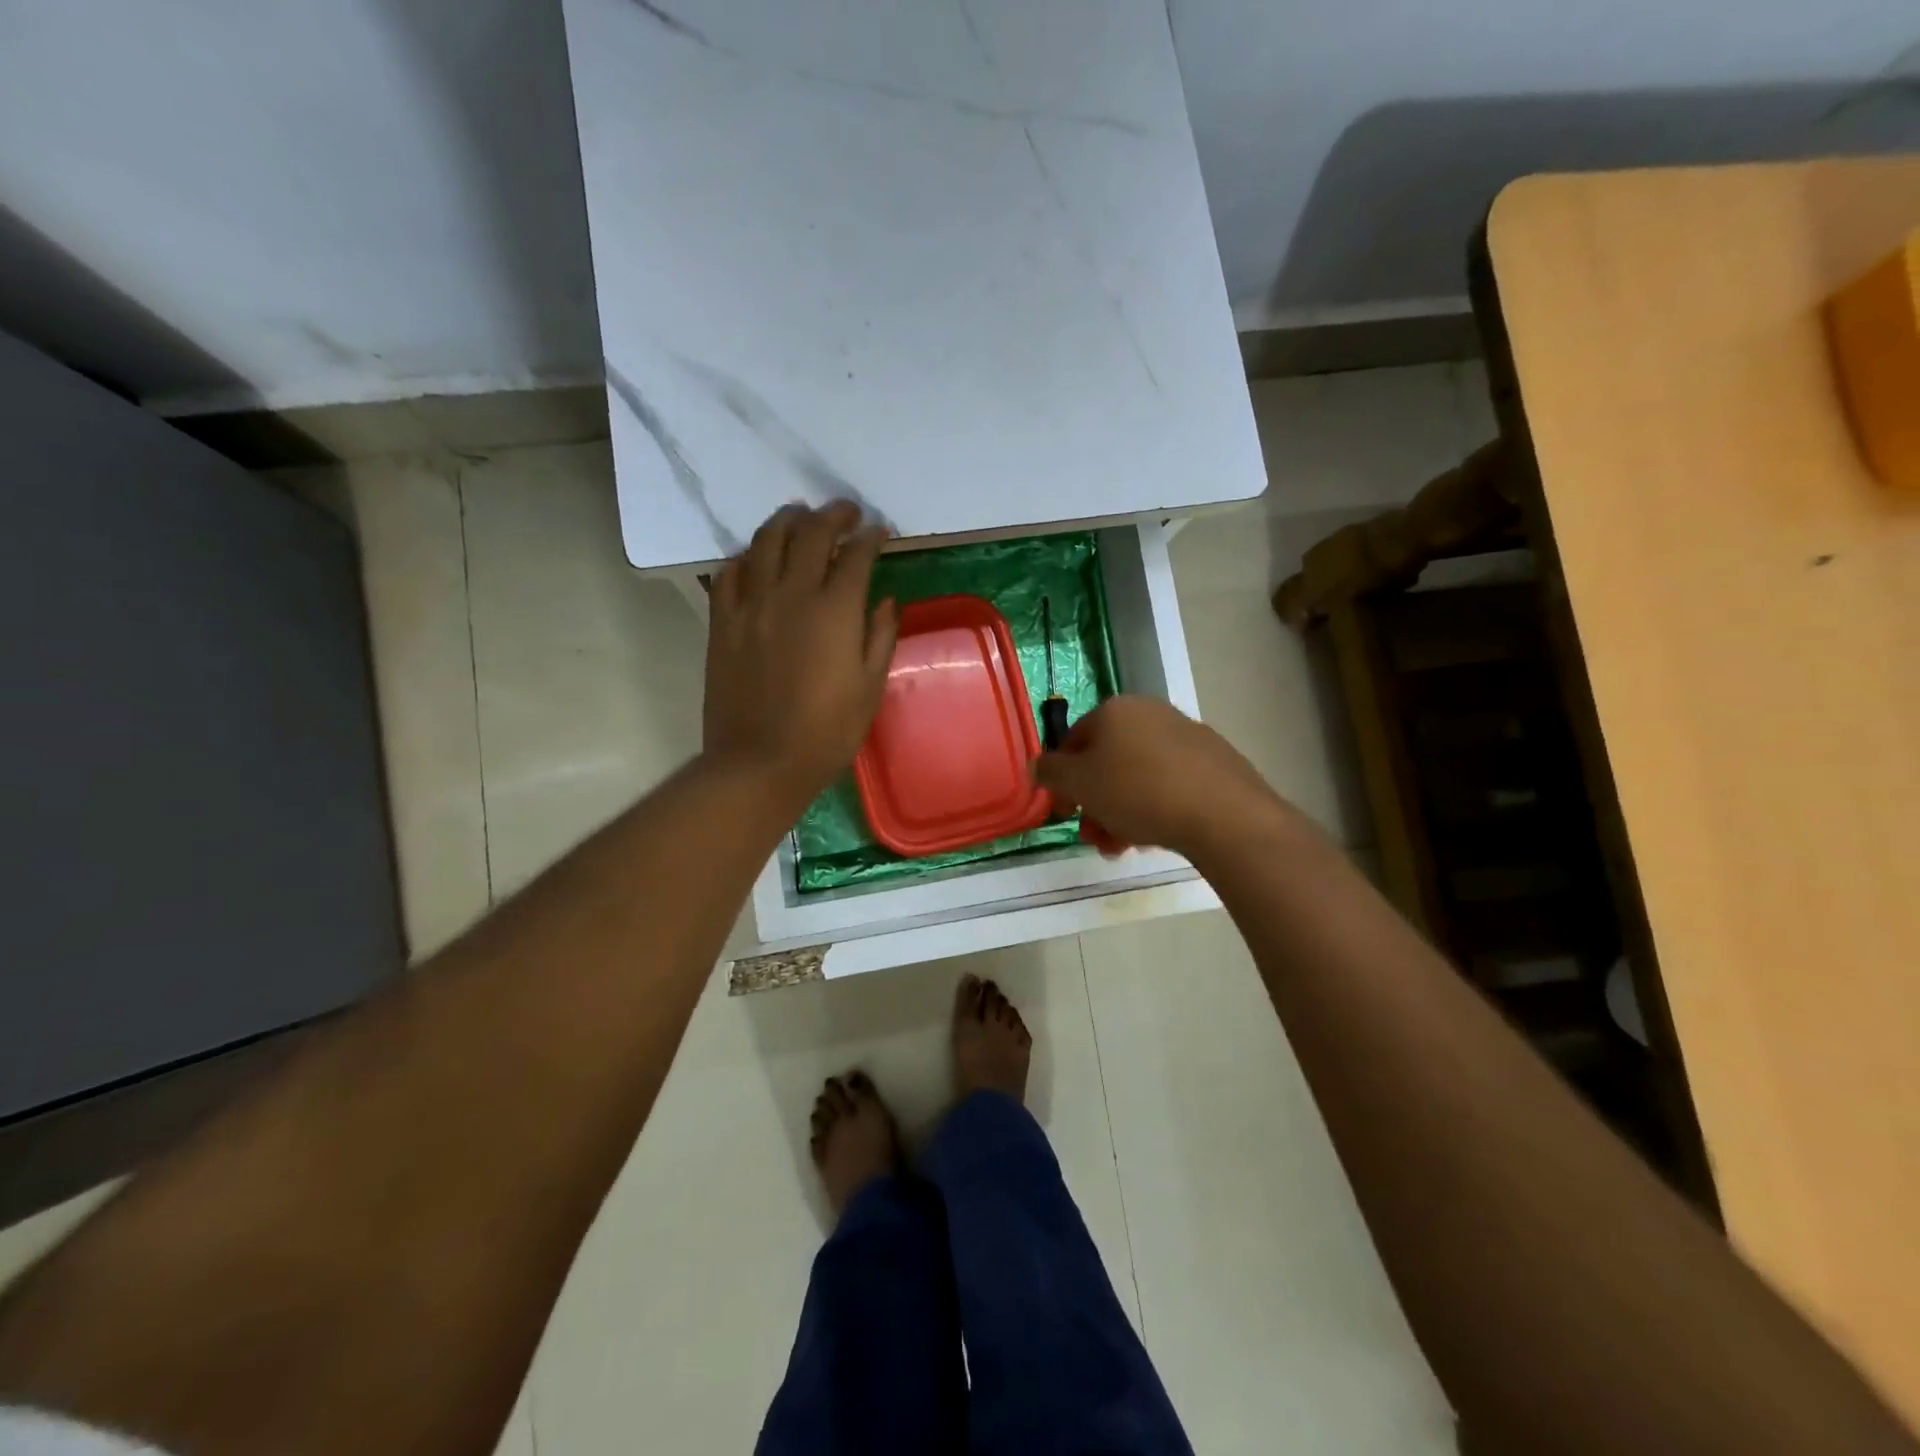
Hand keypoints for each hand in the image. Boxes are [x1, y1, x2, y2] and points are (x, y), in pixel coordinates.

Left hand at [703, 502, 897, 807]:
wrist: (760, 761)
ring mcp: (751, 604)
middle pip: (811, 534)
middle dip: (833, 515)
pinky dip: (747, 556)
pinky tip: (757, 558)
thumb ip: (880, 636)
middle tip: (845, 512)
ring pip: (766, 541)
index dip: (870, 536)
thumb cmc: (827, 732)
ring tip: (799, 516)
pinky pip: (730, 572)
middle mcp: (791, 594)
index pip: (855, 555)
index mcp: (835, 610)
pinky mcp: (722, 621)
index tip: (879, 531)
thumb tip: (886, 600)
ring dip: (787, 520)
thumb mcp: (869, 688)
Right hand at [1034, 696, 1290, 858]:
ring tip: (1124, 847)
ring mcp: (1185, 735)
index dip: (1062, 779)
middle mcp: (1150, 712)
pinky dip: (1154, 806)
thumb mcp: (1080, 784)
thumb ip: (1051, 773)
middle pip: (1107, 762)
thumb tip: (1037, 765)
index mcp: (1115, 709)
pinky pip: (1169, 783)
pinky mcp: (1213, 760)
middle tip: (1096, 837)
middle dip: (1095, 803)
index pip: (1072, 741)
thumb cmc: (1138, 791)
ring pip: (1137, 776)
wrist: (1222, 813)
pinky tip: (1155, 835)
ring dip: (1121, 812)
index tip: (1066, 813)